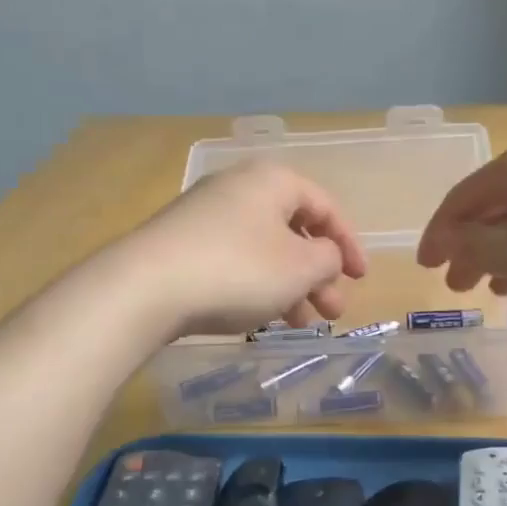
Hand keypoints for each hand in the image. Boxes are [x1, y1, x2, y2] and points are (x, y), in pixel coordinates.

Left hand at [126, 159, 367, 336]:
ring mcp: (206, 215)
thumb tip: (325, 256)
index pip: (325, 207)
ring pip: (265, 250)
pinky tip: (264, 317)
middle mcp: (239, 188)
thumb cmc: (238, 269)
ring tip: (303, 324)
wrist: (145, 288)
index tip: (361, 278)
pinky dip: (258, 286)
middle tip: (333, 311)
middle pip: (293, 230)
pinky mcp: (183, 245)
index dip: (349, 244)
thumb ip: (328, 258)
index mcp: (272, 181)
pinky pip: (235, 261)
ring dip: (291, 286)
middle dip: (319, 274)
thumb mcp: (300, 267)